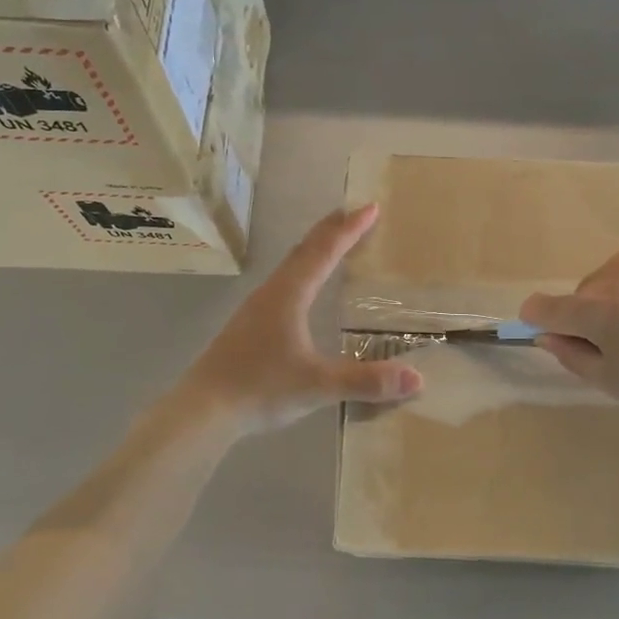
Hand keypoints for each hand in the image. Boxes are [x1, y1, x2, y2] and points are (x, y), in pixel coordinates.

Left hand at [180, 205, 422, 434]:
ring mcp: (255, 309)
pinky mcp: (248, 326)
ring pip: (290, 267)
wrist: (202, 410)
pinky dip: (302, 272)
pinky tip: (303, 292)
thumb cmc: (259, 389)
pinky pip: (282, 285)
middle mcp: (271, 293)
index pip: (324, 252)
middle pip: (304, 251)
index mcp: (288, 296)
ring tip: (333, 244)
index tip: (370, 208)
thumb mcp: (317, 386)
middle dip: (331, 230)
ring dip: (314, 250)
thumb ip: (365, 381)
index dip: (349, 230)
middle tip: (354, 214)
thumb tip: (416, 378)